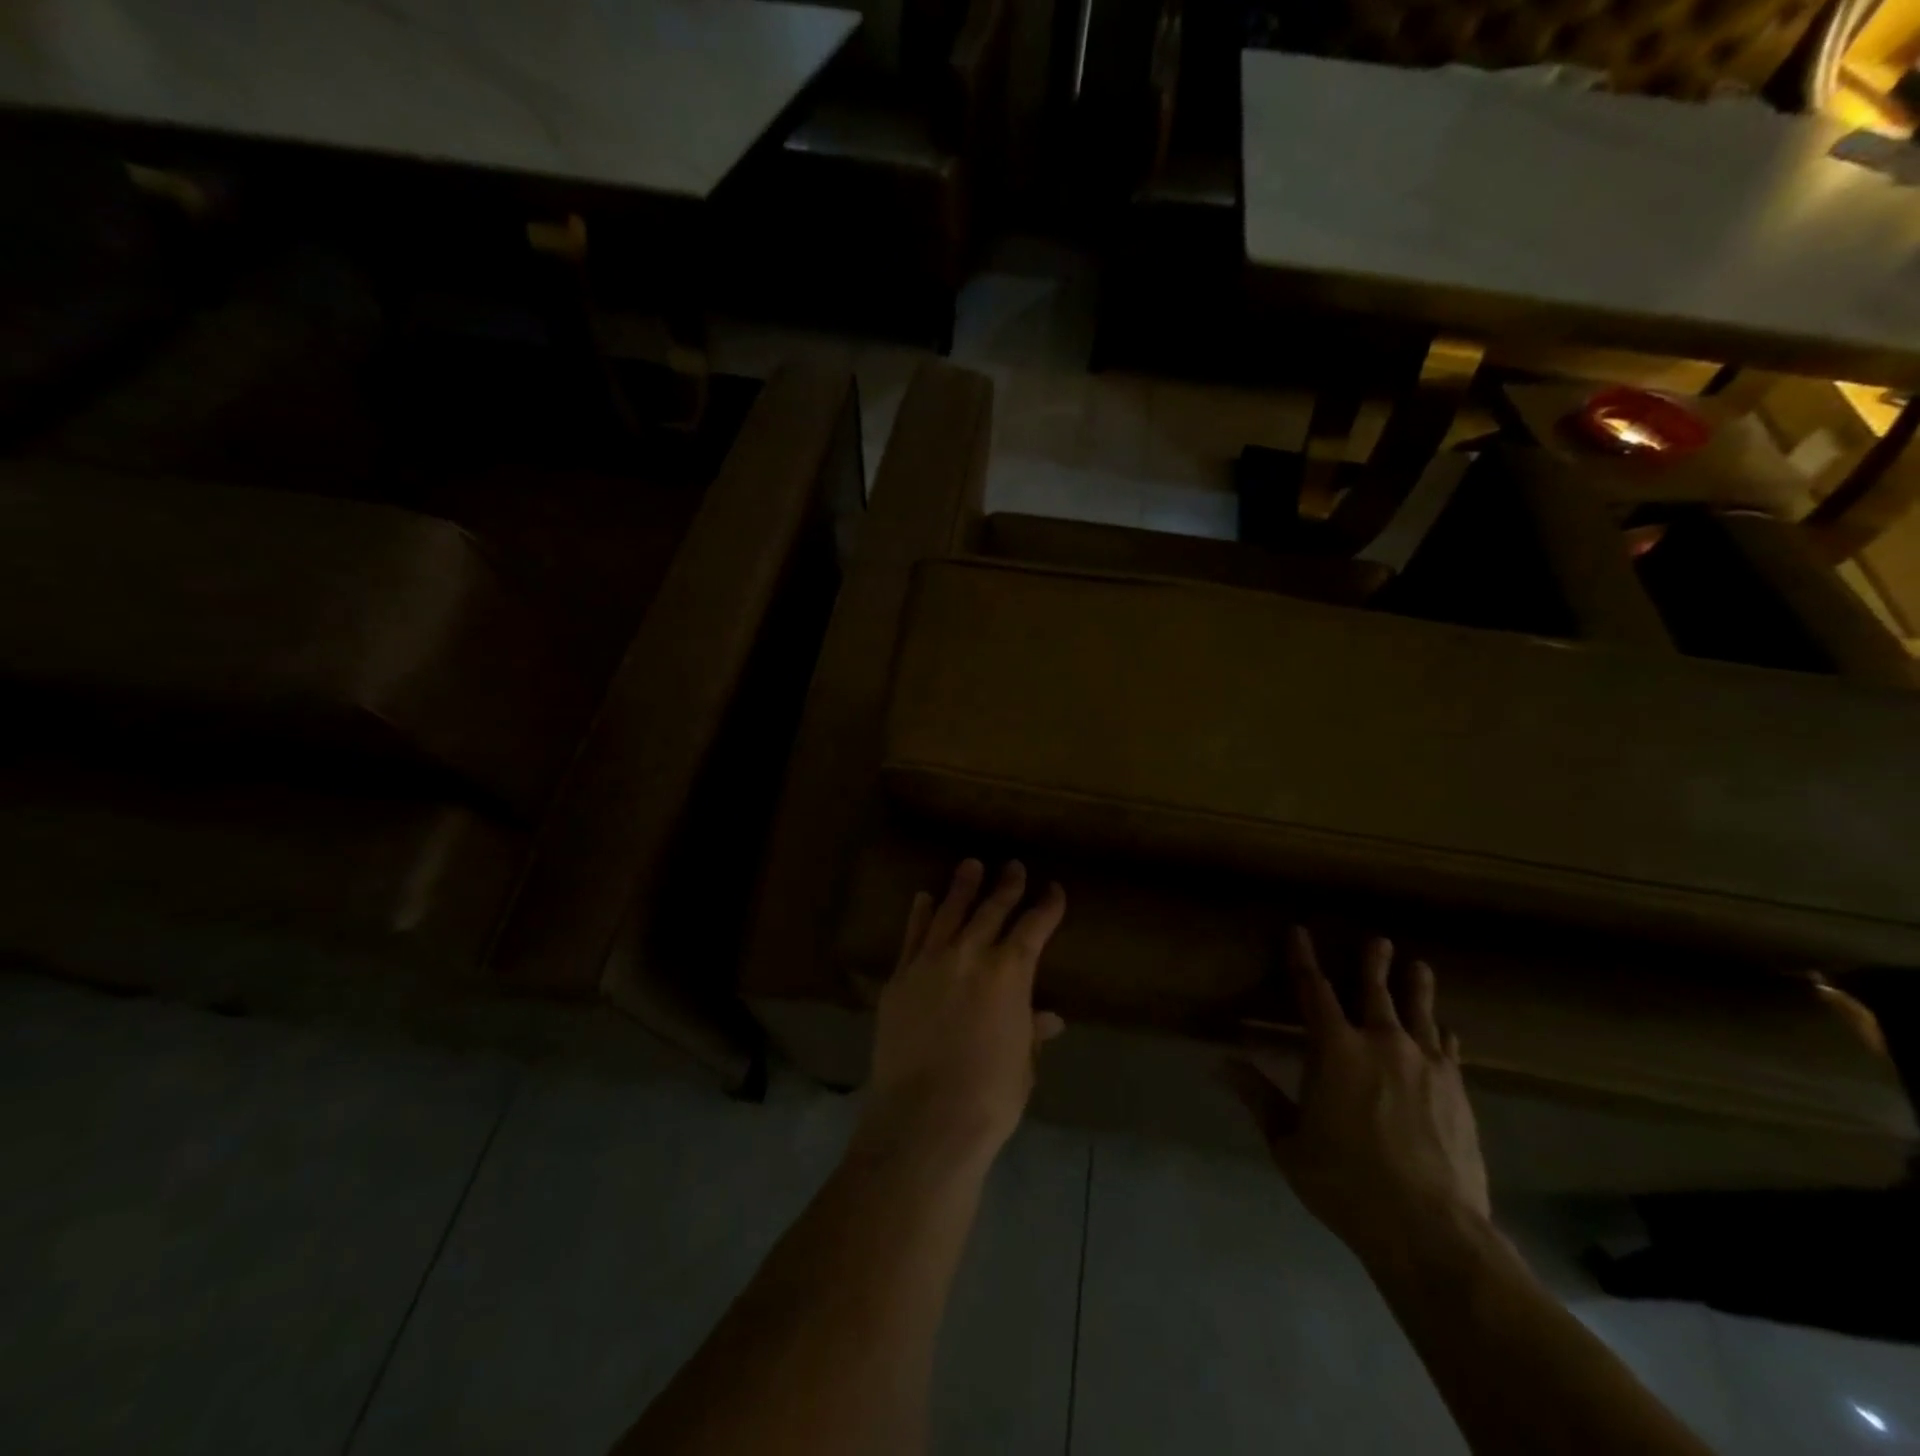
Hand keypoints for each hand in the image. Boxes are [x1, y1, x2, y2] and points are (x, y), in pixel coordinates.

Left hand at [860, 859, 1066, 1169]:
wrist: (924, 1117)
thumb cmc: (989, 1095)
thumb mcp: (1022, 1062)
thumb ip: (1030, 1030)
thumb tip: (1048, 1017)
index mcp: (1009, 972)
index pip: (1034, 926)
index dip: (1047, 906)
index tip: (1053, 890)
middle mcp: (970, 954)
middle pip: (992, 909)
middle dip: (1006, 885)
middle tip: (1013, 866)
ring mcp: (930, 962)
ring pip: (949, 911)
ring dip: (962, 887)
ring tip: (970, 865)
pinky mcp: (900, 977)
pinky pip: (912, 935)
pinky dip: (920, 914)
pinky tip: (924, 898)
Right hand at [1228, 928, 1489, 1264]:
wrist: (1430, 1229)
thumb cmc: (1346, 1182)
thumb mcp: (1288, 1143)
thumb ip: (1259, 1098)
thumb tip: (1222, 1062)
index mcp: (1334, 1049)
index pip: (1312, 989)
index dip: (1303, 958)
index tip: (1299, 931)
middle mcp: (1381, 1043)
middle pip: (1375, 991)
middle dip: (1373, 963)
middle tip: (1379, 940)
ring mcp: (1425, 1065)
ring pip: (1419, 1013)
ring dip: (1416, 987)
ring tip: (1419, 966)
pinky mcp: (1457, 1092)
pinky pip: (1448, 1051)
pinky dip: (1443, 1036)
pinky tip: (1446, 1032)